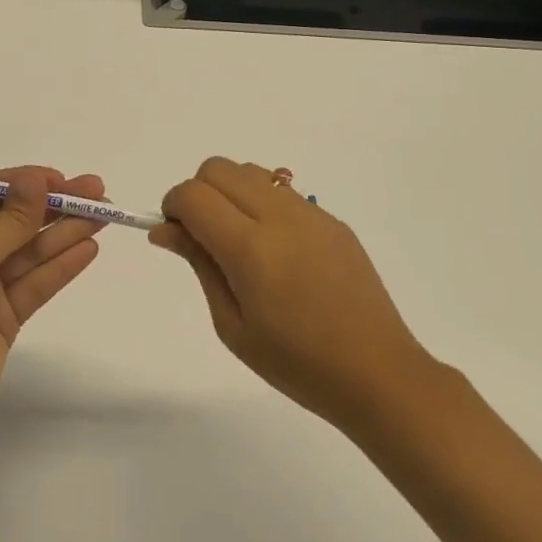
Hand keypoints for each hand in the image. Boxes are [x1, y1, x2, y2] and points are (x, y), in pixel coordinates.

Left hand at [0, 167, 105, 421]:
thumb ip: (11, 218)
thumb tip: (37, 178)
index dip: (26, 183)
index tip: (63, 179)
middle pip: (16, 219)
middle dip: (56, 204)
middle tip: (98, 192)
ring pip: (32, 250)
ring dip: (66, 232)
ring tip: (104, 216)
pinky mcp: (5, 315)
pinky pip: (37, 282)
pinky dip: (61, 265)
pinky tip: (88, 249)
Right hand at [151, 157, 432, 431]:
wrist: (376, 372)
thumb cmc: (295, 363)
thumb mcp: (232, 324)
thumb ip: (199, 264)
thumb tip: (165, 229)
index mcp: (251, 248)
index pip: (193, 195)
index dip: (172, 206)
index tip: (175, 235)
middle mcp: (280, 217)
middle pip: (219, 168)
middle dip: (198, 193)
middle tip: (203, 237)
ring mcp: (311, 214)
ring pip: (251, 171)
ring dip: (230, 193)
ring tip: (239, 242)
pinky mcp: (332, 220)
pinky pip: (282, 192)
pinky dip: (261, 204)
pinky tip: (276, 252)